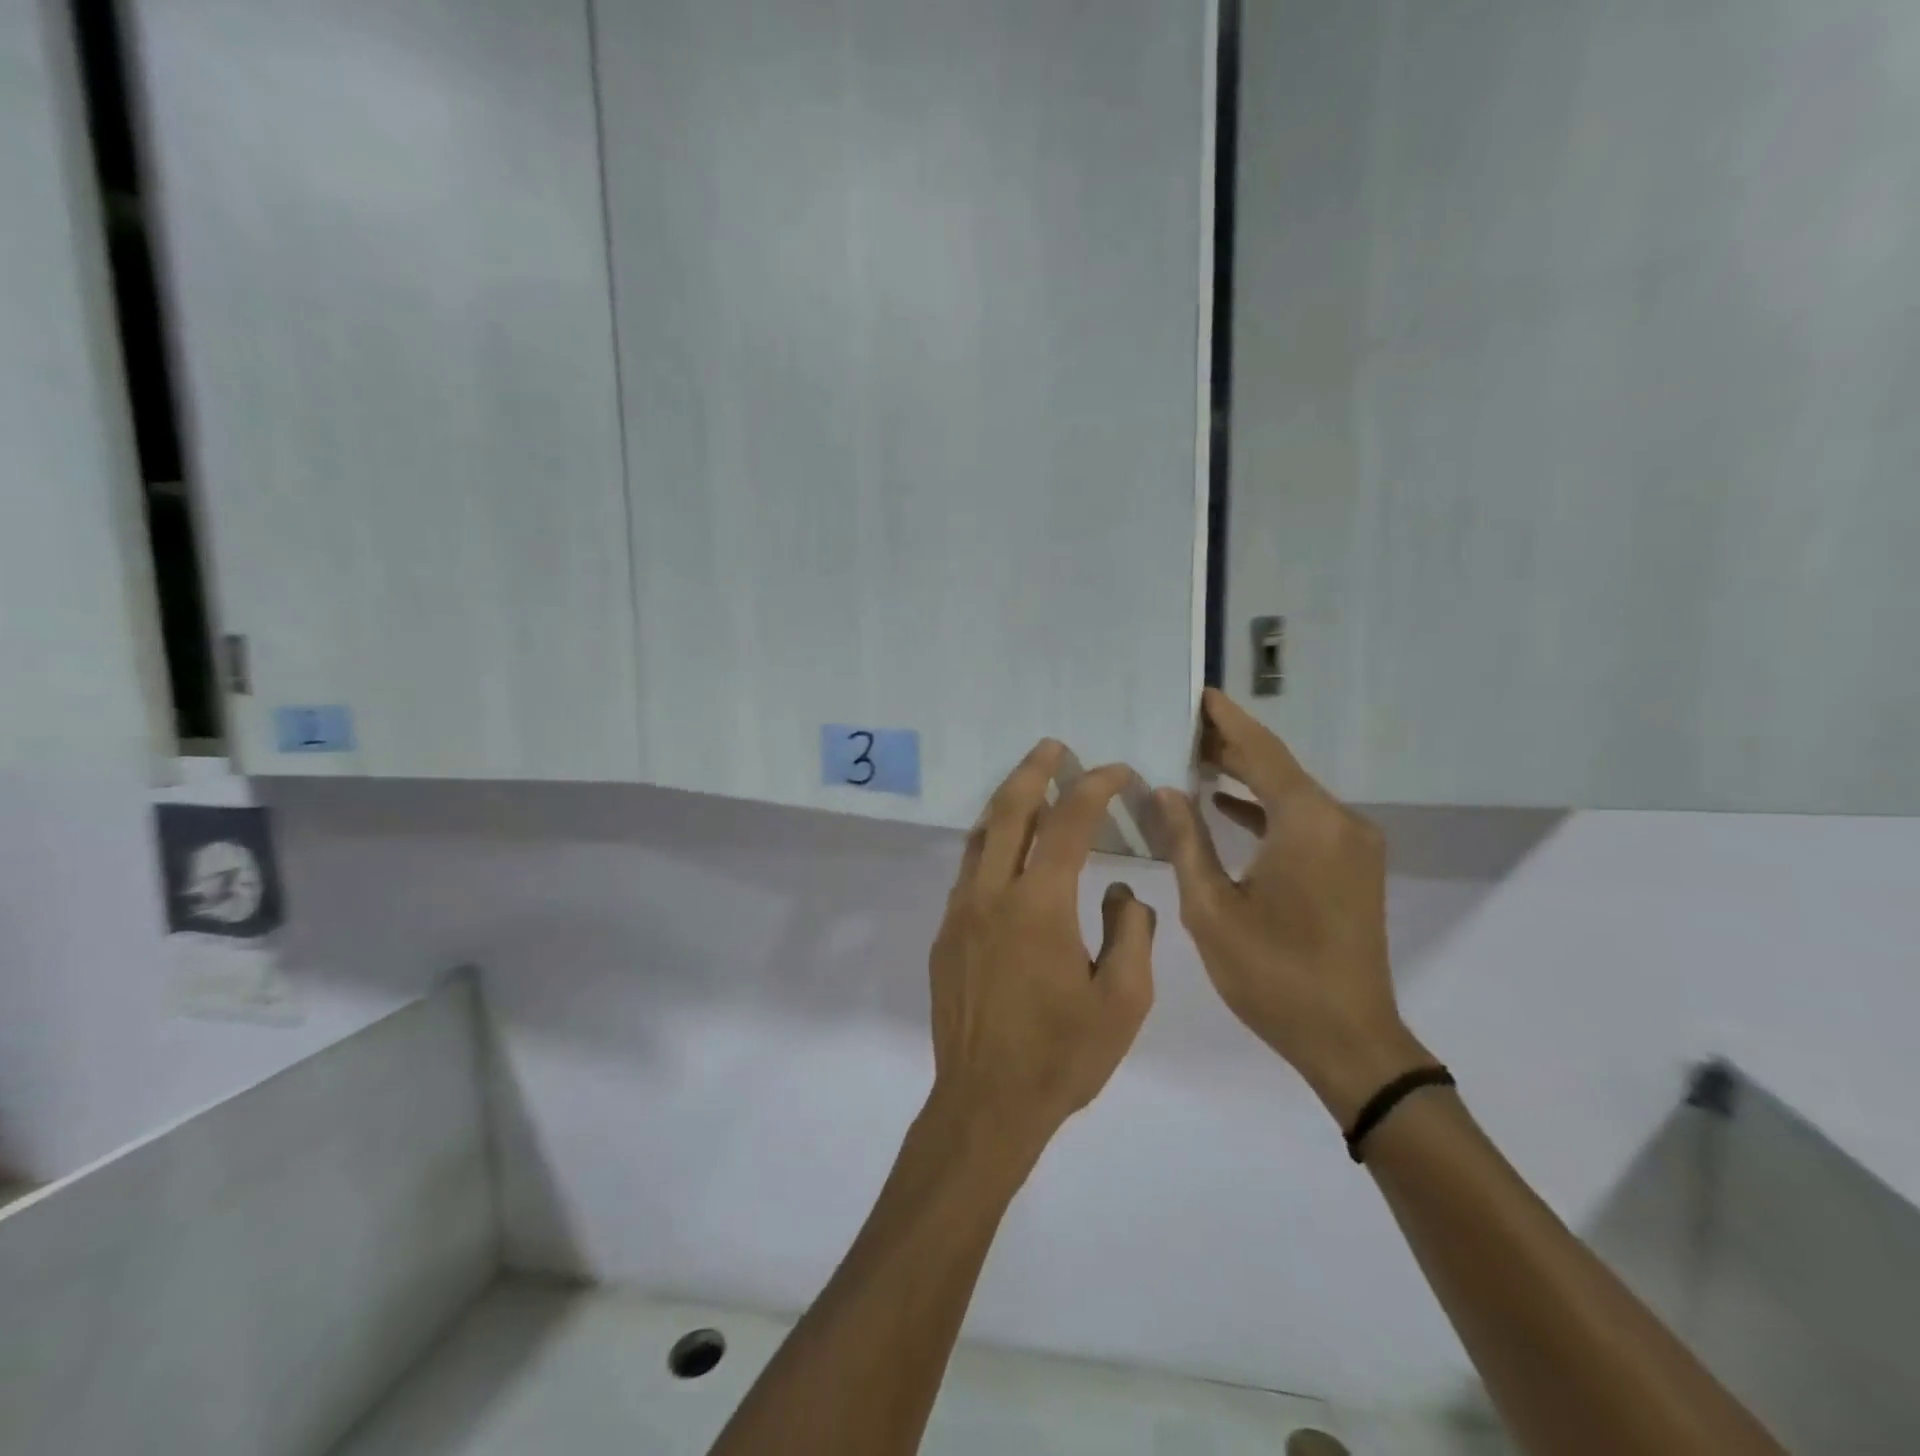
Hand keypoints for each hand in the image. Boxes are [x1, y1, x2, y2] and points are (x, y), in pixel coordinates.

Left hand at [929, 741, 1156, 1151]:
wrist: (985, 1104)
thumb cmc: (1062, 1057)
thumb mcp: (1124, 1001)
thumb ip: (1132, 935)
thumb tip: (1123, 894)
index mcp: (1038, 905)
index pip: (1067, 824)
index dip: (1094, 789)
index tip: (1116, 772)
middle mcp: (990, 895)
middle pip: (1008, 811)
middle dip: (1033, 771)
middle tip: (1053, 747)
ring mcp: (959, 913)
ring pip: (979, 837)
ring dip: (1006, 804)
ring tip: (1029, 786)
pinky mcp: (944, 935)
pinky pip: (967, 871)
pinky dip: (989, 844)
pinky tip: (1007, 852)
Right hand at [1155, 689, 1428, 1122]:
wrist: (1348, 1038)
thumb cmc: (1272, 974)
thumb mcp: (1211, 908)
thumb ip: (1186, 841)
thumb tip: (1166, 790)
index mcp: (1306, 824)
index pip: (1262, 753)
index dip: (1227, 721)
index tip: (1200, 692)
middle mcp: (1338, 822)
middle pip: (1278, 768)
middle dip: (1231, 746)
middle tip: (1183, 725)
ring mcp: (1352, 845)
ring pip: (1291, 794)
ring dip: (1247, 777)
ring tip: (1196, 758)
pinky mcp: (1353, 867)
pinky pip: (1304, 820)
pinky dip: (1266, 808)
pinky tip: (1228, 806)